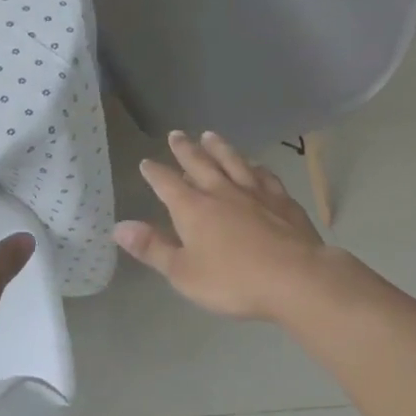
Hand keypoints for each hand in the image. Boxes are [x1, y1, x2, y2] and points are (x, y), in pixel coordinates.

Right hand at [115, 131, 342, 321]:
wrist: (296, 278)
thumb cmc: (233, 280)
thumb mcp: (183, 273)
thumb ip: (152, 248)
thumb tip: (118, 227)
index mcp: (193, 208)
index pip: (166, 184)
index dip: (154, 173)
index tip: (146, 162)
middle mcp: (221, 191)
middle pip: (199, 163)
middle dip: (184, 149)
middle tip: (176, 134)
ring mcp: (254, 193)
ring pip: (232, 162)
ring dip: (219, 148)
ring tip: (210, 136)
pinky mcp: (282, 200)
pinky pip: (264, 176)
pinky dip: (255, 167)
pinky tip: (255, 165)